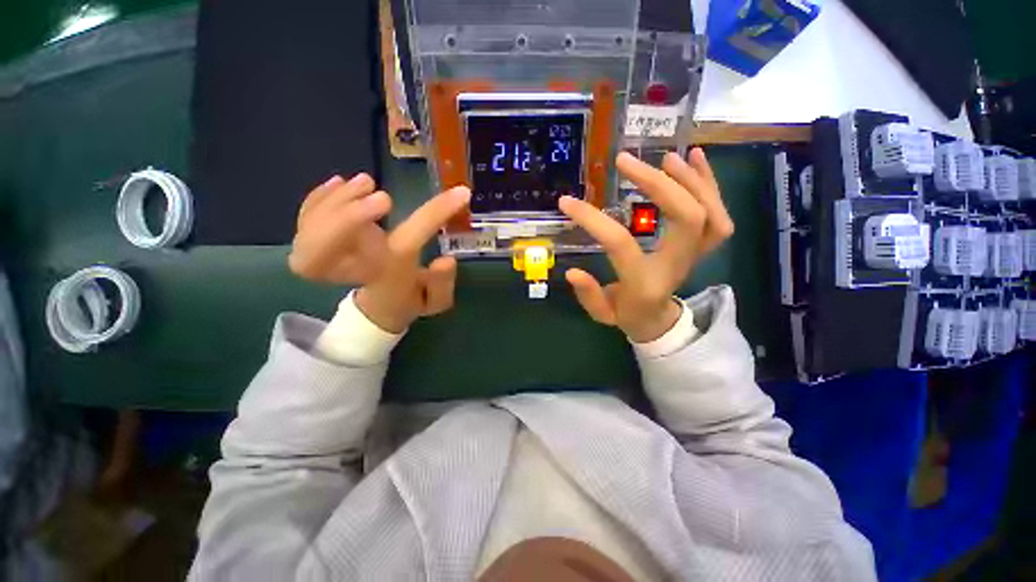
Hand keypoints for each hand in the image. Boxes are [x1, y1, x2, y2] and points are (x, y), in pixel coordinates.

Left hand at [288, 173, 471, 332]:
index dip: (435, 214)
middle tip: (384, 198)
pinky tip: (339, 183)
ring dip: (336, 201)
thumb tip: (446, 259)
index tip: (461, 194)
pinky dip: (317, 198)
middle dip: (347, 219)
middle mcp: (352, 270)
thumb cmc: (409, 299)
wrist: (377, 309)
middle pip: (325, 250)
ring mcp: (326, 259)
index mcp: (388, 277)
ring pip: (310, 232)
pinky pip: (303, 221)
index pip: (409, 243)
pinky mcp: (313, 245)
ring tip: (366, 183)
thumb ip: (442, 284)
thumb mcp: (434, 300)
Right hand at [559, 148, 733, 342]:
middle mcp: (677, 264)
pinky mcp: (701, 245)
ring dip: (689, 178)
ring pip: (709, 211)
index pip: (620, 243)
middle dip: (657, 183)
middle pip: (685, 216)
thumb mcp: (601, 313)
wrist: (658, 320)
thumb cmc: (627, 314)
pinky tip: (693, 157)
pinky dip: (709, 183)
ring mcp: (695, 253)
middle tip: (625, 161)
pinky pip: (718, 214)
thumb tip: (571, 271)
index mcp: (644, 282)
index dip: (593, 220)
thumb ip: (588, 295)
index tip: (567, 202)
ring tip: (665, 156)